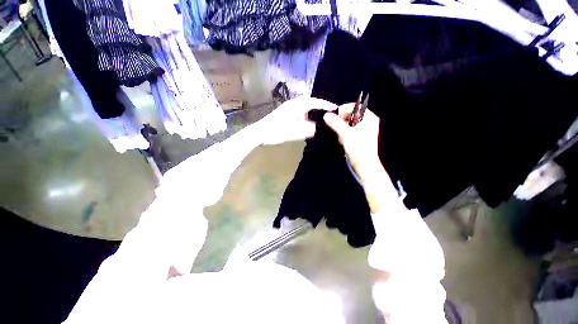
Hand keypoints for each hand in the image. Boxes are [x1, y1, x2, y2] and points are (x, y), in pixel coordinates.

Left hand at [258, 96, 336, 144]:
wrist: (260, 133)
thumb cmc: (276, 131)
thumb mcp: (294, 132)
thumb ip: (308, 130)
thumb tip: (320, 128)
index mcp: (296, 106)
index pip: (314, 102)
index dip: (325, 104)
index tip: (335, 108)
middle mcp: (293, 104)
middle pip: (310, 102)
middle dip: (320, 106)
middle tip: (329, 113)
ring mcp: (289, 108)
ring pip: (305, 107)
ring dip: (313, 111)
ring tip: (322, 117)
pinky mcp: (286, 114)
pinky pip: (300, 112)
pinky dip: (307, 115)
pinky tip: (309, 122)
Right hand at [324, 103, 399, 212]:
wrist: (365, 165)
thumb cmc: (357, 147)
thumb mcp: (345, 133)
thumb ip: (335, 123)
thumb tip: (326, 115)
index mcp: (368, 117)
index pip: (353, 106)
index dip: (342, 110)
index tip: (332, 117)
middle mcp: (369, 121)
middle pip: (351, 115)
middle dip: (341, 120)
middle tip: (335, 127)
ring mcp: (366, 129)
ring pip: (350, 123)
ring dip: (342, 127)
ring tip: (339, 135)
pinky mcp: (362, 137)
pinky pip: (351, 130)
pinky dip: (345, 133)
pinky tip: (342, 140)